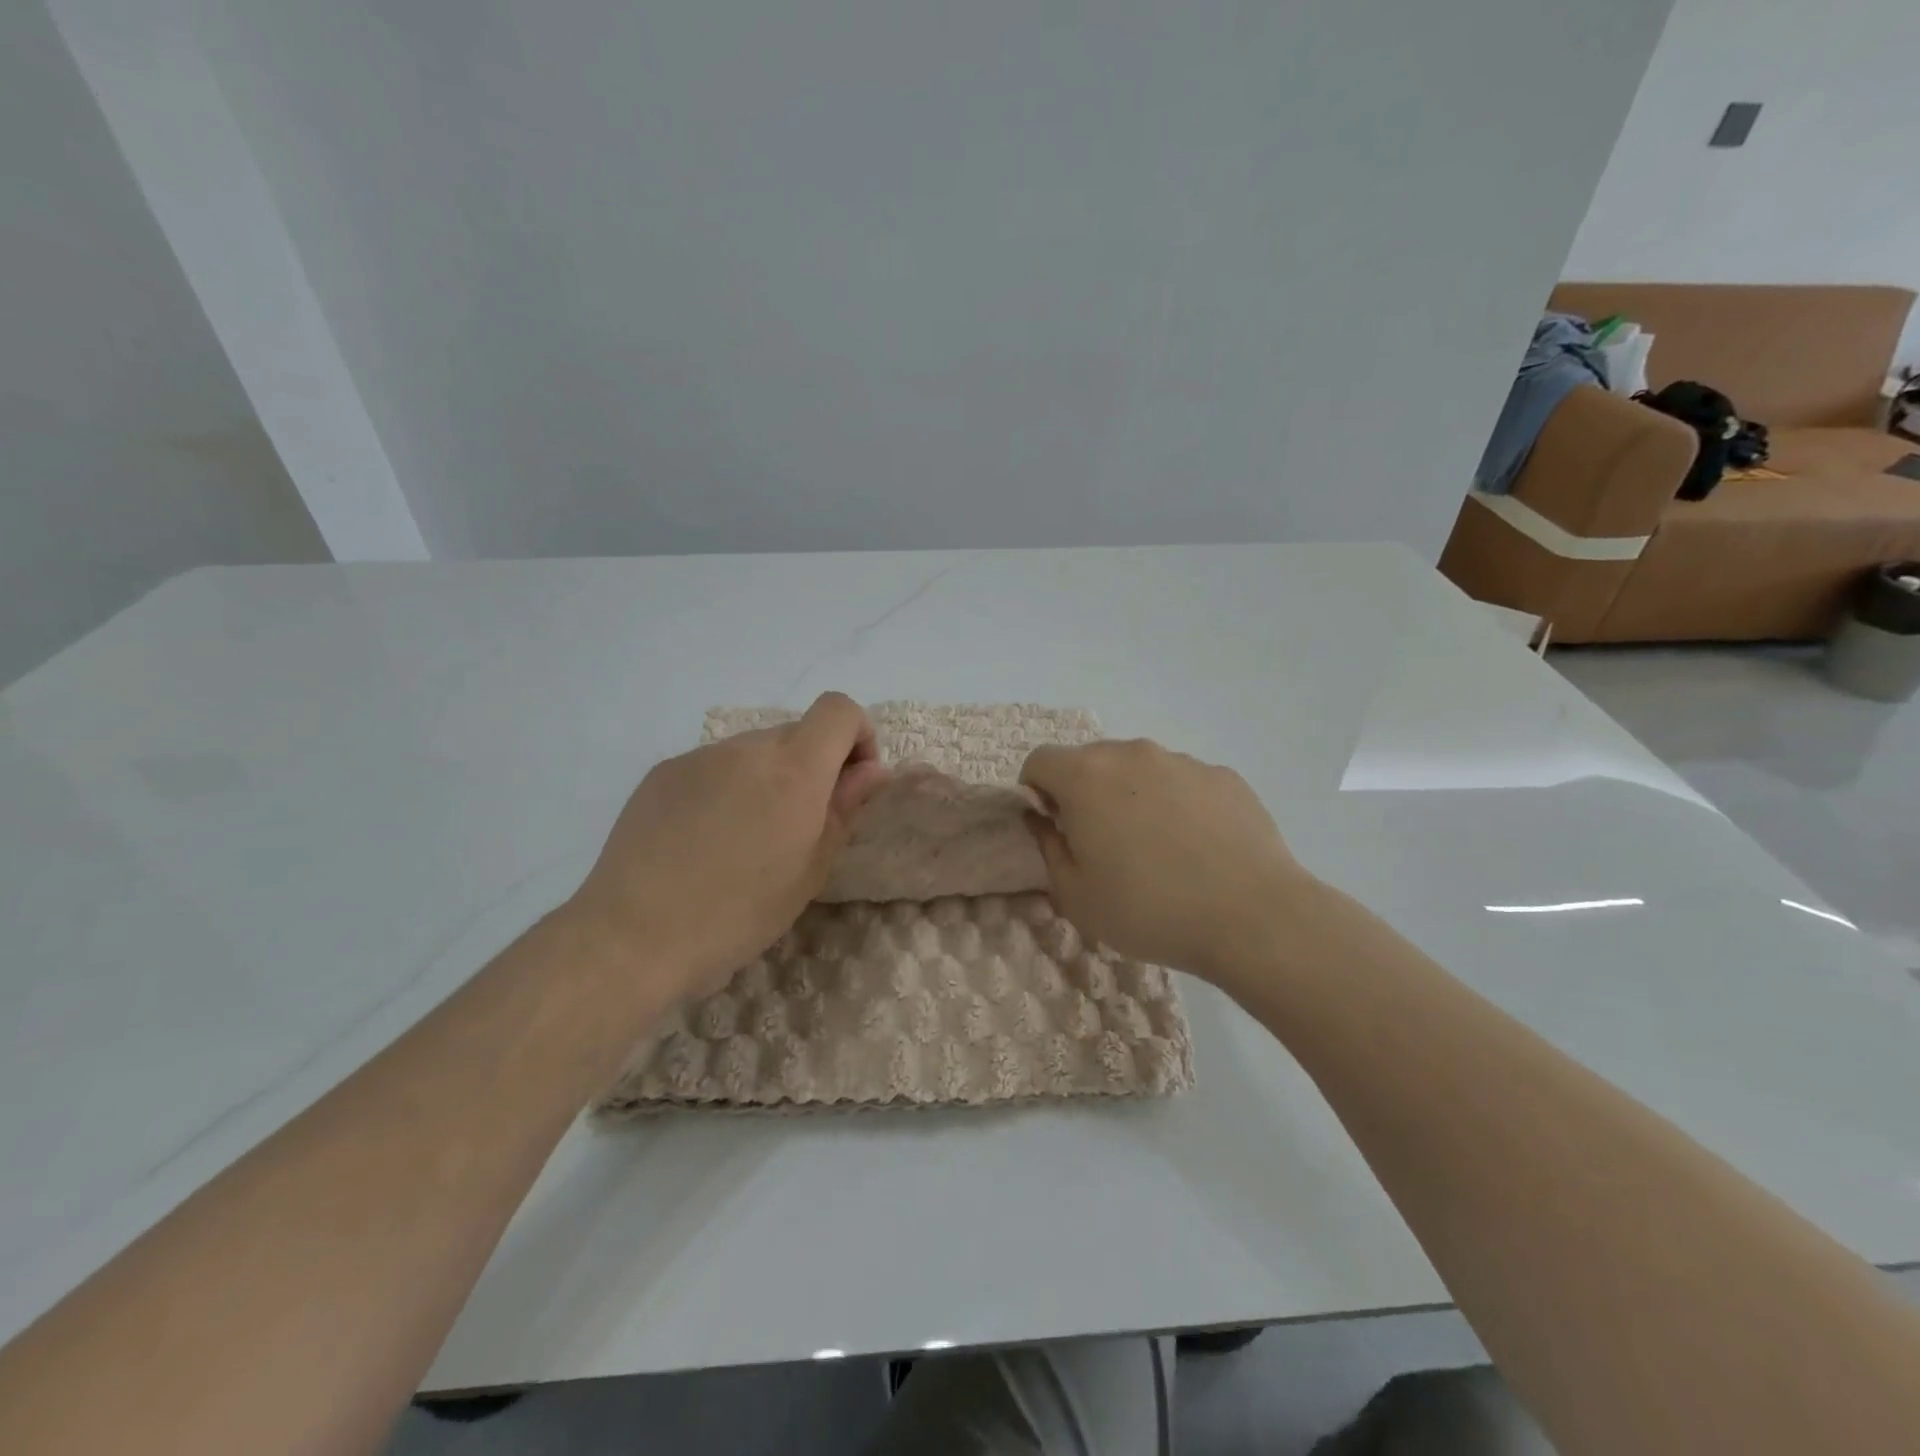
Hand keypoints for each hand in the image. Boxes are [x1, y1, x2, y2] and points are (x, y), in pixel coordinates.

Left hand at [568, 692, 887, 1000]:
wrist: (633, 936)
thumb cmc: (737, 913)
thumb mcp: (810, 869)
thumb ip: (845, 807)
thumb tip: (872, 770)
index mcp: (794, 769)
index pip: (839, 710)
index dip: (857, 736)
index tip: (850, 783)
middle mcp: (747, 747)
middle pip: (797, 733)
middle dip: (813, 766)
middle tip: (798, 827)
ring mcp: (699, 756)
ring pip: (754, 751)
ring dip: (768, 778)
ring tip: (745, 839)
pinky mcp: (663, 772)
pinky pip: (714, 766)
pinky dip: (727, 788)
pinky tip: (705, 838)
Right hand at [1020, 739, 1318, 987]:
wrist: (1252, 918)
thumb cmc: (1148, 909)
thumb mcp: (1075, 895)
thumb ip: (1047, 847)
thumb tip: (1044, 819)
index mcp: (1086, 776)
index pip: (1039, 761)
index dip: (1036, 793)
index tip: (1056, 829)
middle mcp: (1131, 753)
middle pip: (1090, 760)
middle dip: (1084, 793)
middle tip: (1103, 844)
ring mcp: (1182, 761)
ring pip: (1138, 769)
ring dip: (1131, 796)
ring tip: (1156, 849)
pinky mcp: (1223, 775)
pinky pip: (1182, 782)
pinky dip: (1176, 804)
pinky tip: (1197, 848)